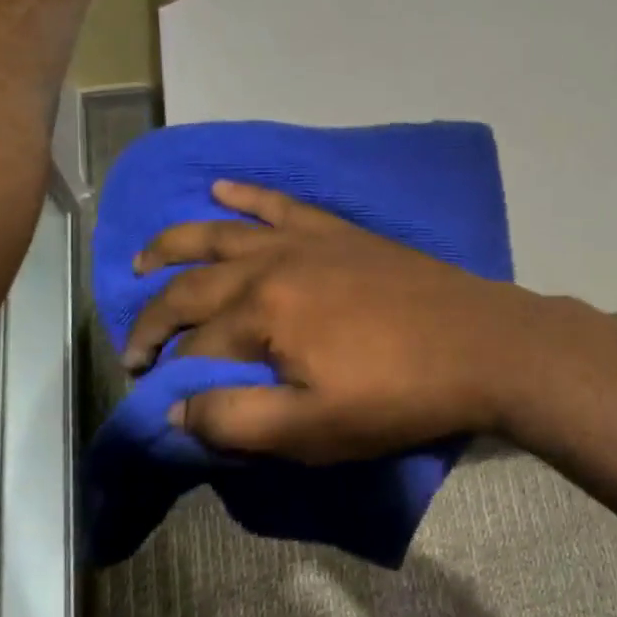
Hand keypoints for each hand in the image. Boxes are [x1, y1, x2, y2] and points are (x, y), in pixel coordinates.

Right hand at [123, 182, 547, 462]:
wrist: (481, 343)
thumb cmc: (399, 394)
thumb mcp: (315, 429)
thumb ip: (236, 421)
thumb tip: (174, 409)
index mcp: (262, 313)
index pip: (194, 347)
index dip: (169, 374)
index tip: (153, 394)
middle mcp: (272, 264)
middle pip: (194, 286)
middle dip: (156, 315)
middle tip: (135, 342)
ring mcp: (307, 240)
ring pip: (222, 233)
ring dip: (176, 244)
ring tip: (142, 258)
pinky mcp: (338, 231)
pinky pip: (280, 204)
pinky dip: (247, 195)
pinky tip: (222, 187)